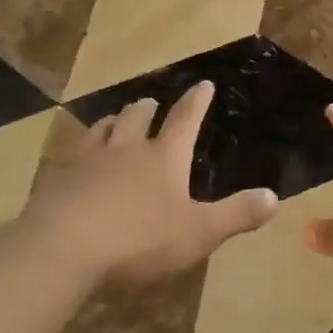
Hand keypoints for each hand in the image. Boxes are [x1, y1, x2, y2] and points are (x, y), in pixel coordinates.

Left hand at [20, 82, 278, 287]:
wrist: (63, 249)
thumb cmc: (140, 239)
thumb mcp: (199, 233)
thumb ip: (237, 215)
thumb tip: (274, 197)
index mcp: (163, 157)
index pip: (185, 120)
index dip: (196, 102)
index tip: (203, 83)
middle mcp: (126, 149)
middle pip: (137, 117)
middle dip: (147, 108)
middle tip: (150, 103)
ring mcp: (87, 161)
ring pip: (102, 130)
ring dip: (112, 123)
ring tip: (114, 122)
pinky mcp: (57, 179)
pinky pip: (71, 156)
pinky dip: (81, 152)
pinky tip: (76, 162)